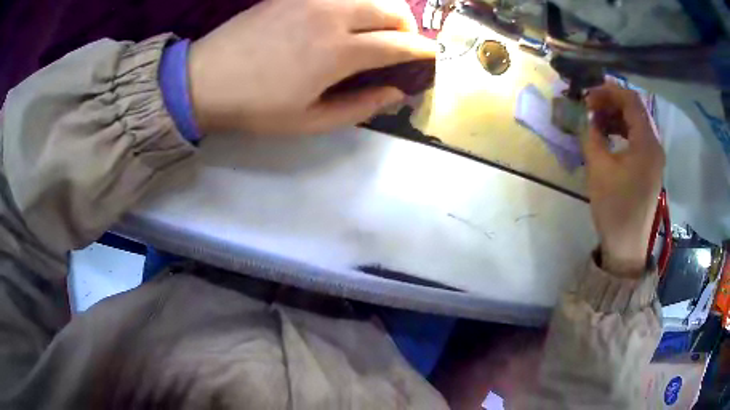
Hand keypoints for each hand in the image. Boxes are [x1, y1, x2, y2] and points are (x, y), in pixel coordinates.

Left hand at [188, 0, 435, 135]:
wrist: (204, 79)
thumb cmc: (255, 107)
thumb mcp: (309, 122)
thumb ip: (360, 108)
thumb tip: (395, 92)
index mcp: (338, 52)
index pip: (399, 45)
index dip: (422, 52)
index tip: (431, 58)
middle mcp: (332, 16)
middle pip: (392, 11)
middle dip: (408, 28)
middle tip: (402, 47)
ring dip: (385, 12)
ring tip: (377, 31)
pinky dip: (356, 3)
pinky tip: (347, 18)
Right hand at [584, 83, 664, 277]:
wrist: (626, 246)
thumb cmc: (614, 208)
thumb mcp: (598, 168)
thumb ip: (592, 135)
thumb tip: (588, 116)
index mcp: (646, 143)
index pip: (631, 101)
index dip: (609, 91)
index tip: (588, 94)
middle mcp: (655, 145)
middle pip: (635, 110)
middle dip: (611, 102)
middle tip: (589, 106)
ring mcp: (654, 158)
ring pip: (635, 124)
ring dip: (615, 117)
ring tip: (595, 121)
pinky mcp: (650, 168)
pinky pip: (636, 139)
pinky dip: (621, 132)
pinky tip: (607, 137)